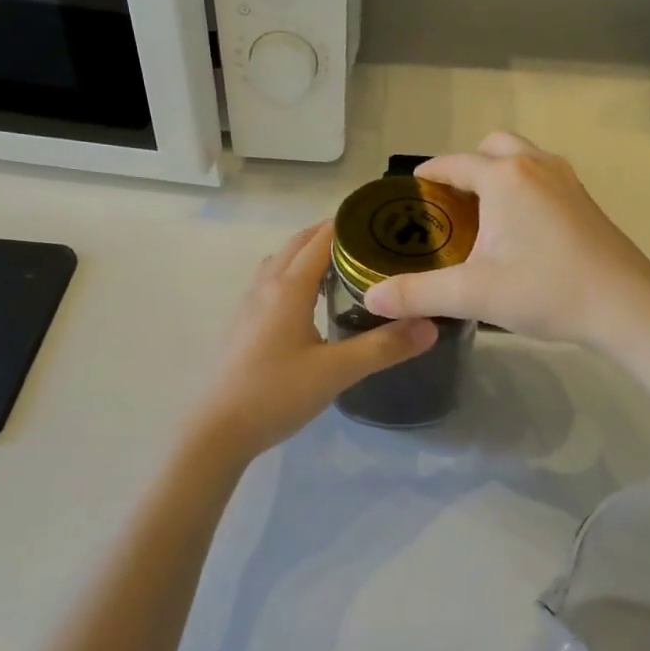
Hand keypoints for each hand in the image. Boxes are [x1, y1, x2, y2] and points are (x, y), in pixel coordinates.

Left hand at [190, 222, 437, 458]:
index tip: (380, 221)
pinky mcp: (242, 325)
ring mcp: (248, 306)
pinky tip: (307, 303)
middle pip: (296, 245)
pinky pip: (269, 283)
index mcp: (288, 288)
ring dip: (305, 254)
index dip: (348, 225)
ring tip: (339, 266)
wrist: (219, 429)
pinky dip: (291, 275)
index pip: (320, 240)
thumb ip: (384, 347)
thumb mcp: (337, 372)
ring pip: (279, 263)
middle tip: (367, 242)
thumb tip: (430, 325)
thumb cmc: (277, 394)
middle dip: (328, 235)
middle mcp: (265, 287)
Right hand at [364, 132, 649, 348]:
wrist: (625, 306)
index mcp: (505, 177)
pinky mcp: (584, 200)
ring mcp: (566, 180)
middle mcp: (536, 166)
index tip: (409, 192)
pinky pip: (542, 178)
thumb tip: (371, 298)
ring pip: (522, 159)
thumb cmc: (545, 290)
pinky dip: (522, 189)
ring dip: (497, 176)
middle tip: (450, 206)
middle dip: (466, 168)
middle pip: (492, 148)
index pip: (454, 164)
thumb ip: (417, 293)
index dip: (428, 174)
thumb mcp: (472, 294)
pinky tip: (518, 232)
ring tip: (481, 217)